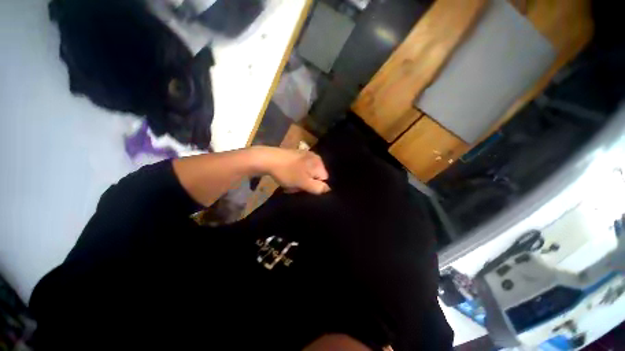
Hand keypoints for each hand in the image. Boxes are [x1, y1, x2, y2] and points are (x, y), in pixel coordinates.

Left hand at [258, 147, 329, 194]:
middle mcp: (315, 157)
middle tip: (297, 186)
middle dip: (308, 183)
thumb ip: (318, 188)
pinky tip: (288, 175)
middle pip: (316, 176)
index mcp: (319, 163)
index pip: (324, 180)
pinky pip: (301, 168)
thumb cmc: (287, 172)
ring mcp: (306, 155)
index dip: (315, 187)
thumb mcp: (304, 183)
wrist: (268, 159)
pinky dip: (296, 173)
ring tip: (291, 182)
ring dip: (301, 179)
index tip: (305, 189)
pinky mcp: (297, 155)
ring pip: (308, 173)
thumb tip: (328, 189)